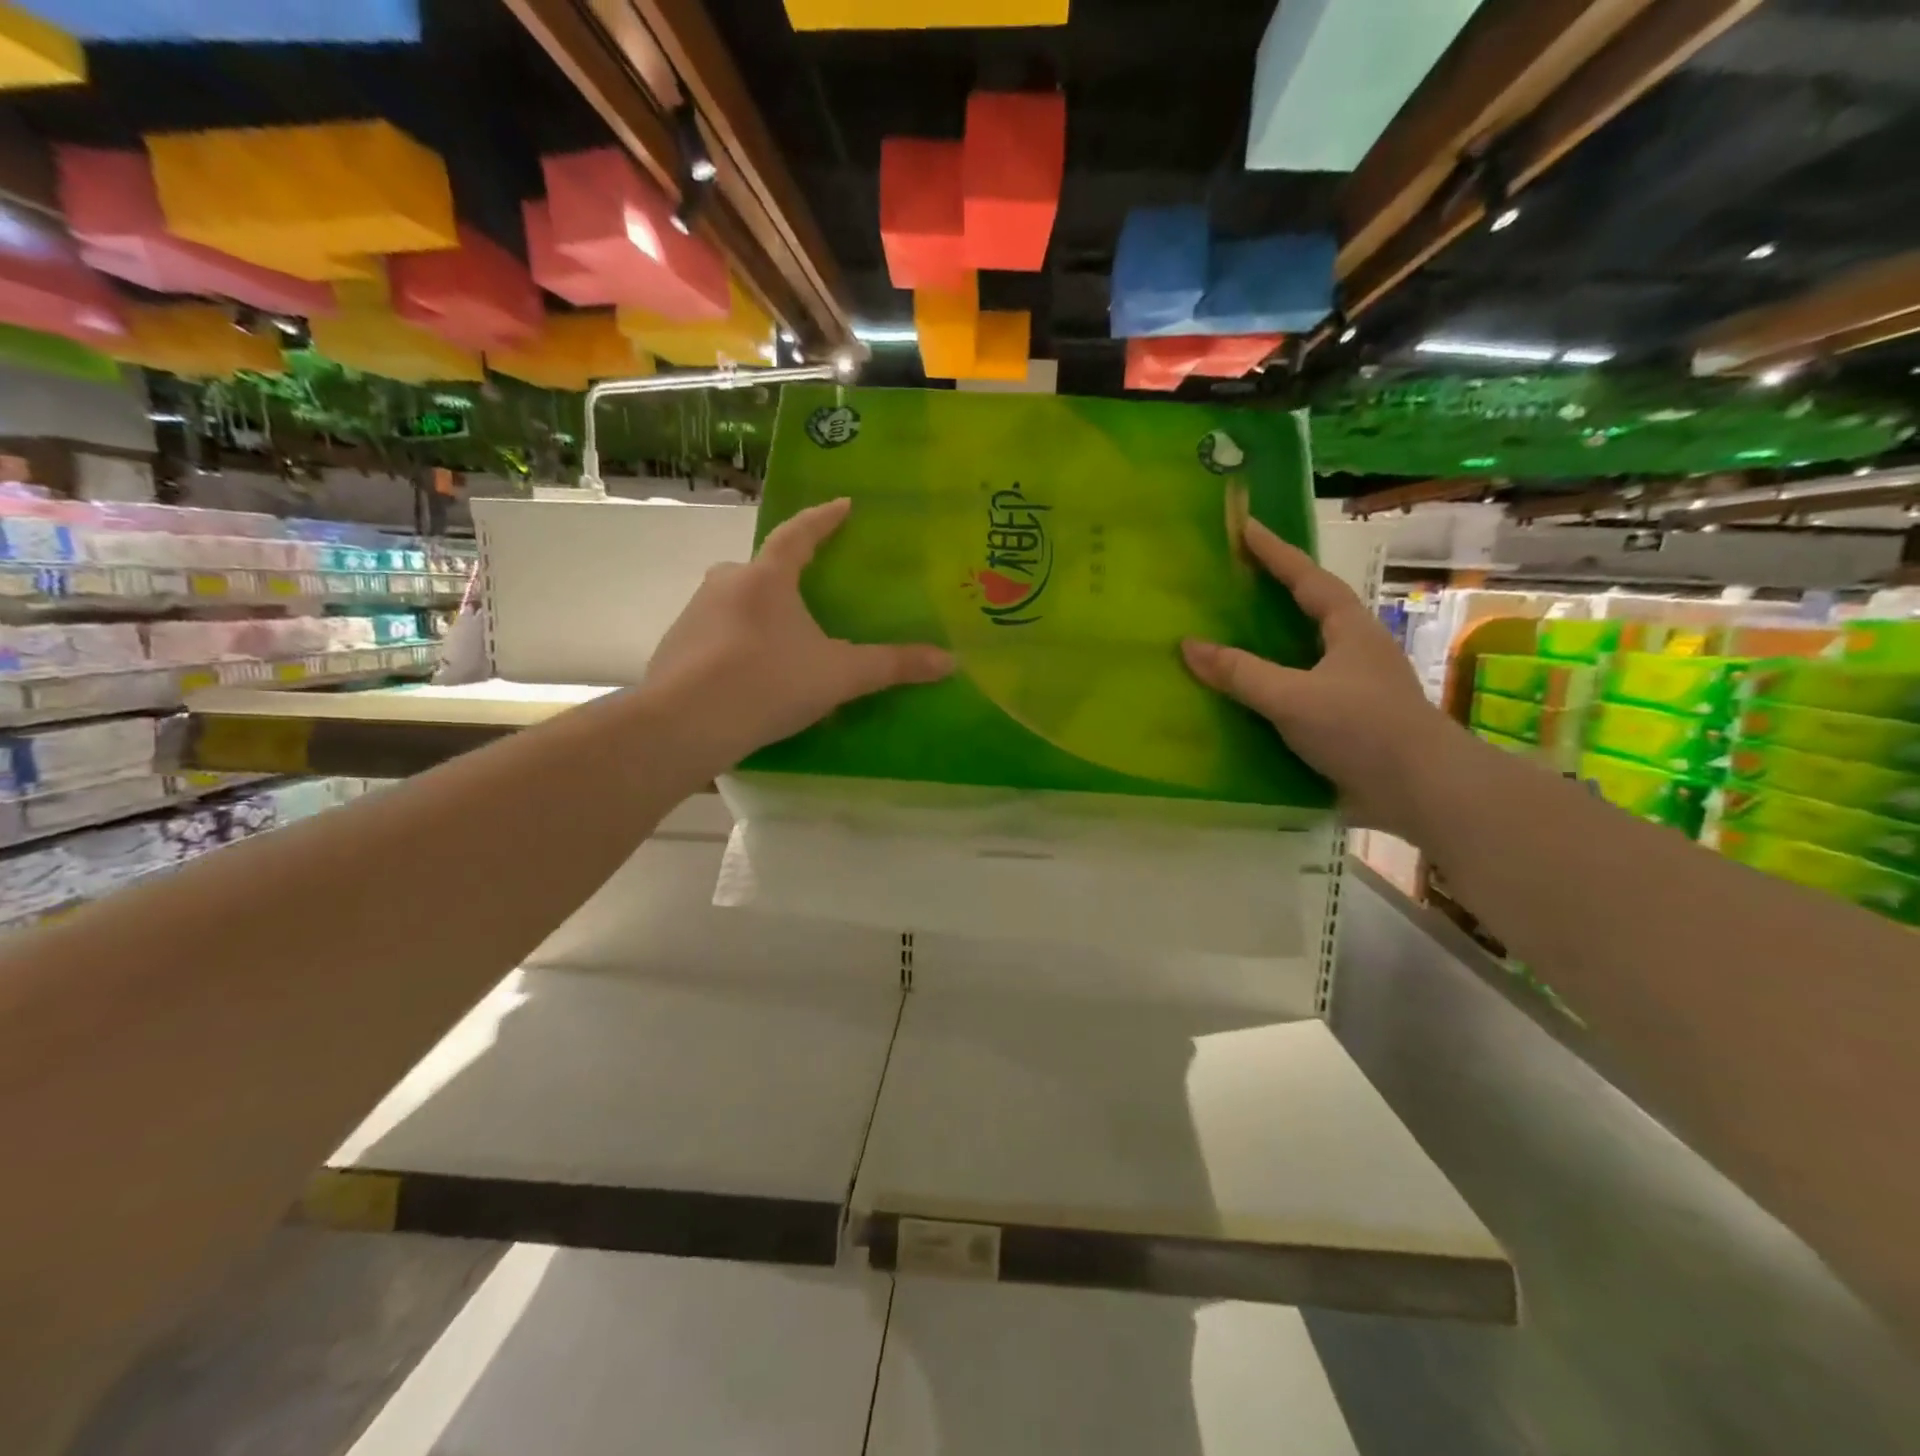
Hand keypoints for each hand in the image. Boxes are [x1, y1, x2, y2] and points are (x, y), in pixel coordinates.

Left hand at [642, 497, 954, 776]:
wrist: (686, 724)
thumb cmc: (769, 683)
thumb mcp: (840, 675)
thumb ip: (893, 666)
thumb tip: (950, 661)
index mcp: (767, 578)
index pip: (799, 534)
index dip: (824, 518)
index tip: (842, 504)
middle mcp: (725, 584)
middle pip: (759, 568)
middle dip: (783, 574)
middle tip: (806, 591)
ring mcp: (692, 615)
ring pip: (732, 601)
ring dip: (756, 612)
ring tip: (780, 642)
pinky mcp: (674, 649)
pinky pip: (712, 634)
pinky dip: (733, 643)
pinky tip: (747, 674)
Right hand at [1181, 519, 1462, 833]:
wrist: (1422, 791)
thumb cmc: (1362, 728)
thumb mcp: (1293, 697)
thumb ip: (1240, 673)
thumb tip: (1188, 645)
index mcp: (1350, 630)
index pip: (1307, 579)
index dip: (1275, 553)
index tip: (1245, 528)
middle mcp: (1354, 651)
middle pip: (1308, 611)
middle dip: (1273, 594)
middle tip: (1232, 581)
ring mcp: (1354, 687)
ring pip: (1304, 653)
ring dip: (1270, 644)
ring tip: (1229, 636)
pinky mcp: (1347, 721)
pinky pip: (1299, 690)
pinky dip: (1272, 686)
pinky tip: (1245, 698)